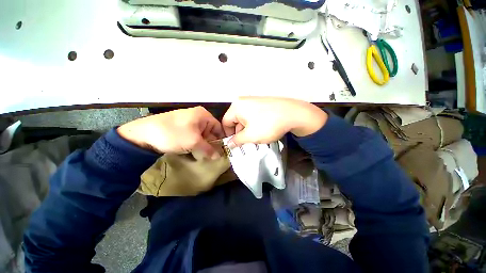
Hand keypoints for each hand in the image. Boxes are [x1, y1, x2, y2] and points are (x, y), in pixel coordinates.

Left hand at [117, 106, 223, 157]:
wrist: (142, 135)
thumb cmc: (173, 134)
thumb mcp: (194, 143)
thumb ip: (209, 149)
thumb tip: (219, 156)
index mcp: (203, 115)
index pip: (218, 128)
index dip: (220, 140)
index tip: (221, 151)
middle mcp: (198, 117)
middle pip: (210, 132)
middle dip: (211, 144)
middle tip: (211, 156)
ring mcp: (189, 122)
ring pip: (202, 135)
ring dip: (203, 145)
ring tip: (202, 155)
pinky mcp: (181, 128)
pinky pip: (193, 136)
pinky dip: (195, 144)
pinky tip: (193, 151)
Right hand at [222, 97, 327, 146]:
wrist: (293, 114)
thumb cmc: (268, 125)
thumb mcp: (250, 136)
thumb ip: (237, 141)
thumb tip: (229, 144)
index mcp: (236, 107)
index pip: (225, 122)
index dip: (228, 135)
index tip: (235, 144)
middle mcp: (243, 101)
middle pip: (235, 120)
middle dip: (239, 133)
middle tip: (246, 142)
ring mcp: (254, 101)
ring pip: (245, 118)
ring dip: (247, 129)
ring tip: (256, 137)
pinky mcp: (262, 103)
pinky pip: (253, 115)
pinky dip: (254, 124)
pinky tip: (262, 130)